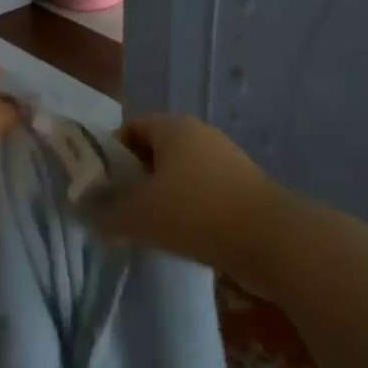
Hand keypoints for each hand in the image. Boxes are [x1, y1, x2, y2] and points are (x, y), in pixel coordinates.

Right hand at [99, 115, 281, 274]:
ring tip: (147, 229)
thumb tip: (95, 220)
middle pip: (154, 153)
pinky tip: (179, 239)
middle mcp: (200, 136)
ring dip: (161, 200)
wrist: (271, 241)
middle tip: (119, 210)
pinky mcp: (245, 191)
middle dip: (134, 180)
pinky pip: (202, 196)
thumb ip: (107, 215)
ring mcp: (227, 162)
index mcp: (173, 127)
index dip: (109, 155)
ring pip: (179, 177)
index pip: (130, 129)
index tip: (100, 187)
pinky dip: (187, 213)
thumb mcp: (137, 215)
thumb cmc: (195, 212)